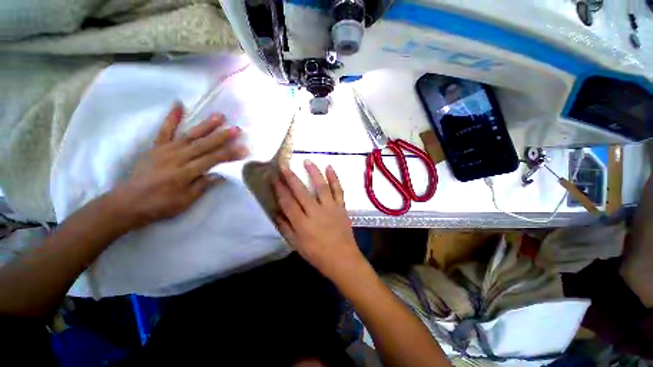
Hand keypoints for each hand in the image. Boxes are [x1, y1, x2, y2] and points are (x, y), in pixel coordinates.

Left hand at [111, 103, 247, 228]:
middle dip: (222, 136)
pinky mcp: (156, 147)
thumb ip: (203, 186)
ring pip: (189, 135)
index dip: (230, 154)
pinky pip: (164, 130)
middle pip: (204, 145)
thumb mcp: (185, 201)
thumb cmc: (159, 205)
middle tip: (237, 129)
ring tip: (219, 116)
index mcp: (185, 172)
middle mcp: (177, 158)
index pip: (213, 160)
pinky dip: (171, 117)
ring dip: (205, 125)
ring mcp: (165, 150)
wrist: (127, 203)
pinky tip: (178, 105)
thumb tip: (220, 175)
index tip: (244, 150)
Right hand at [273, 160, 363, 280]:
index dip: (279, 189)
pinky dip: (334, 178)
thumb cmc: (317, 254)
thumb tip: (275, 212)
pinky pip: (338, 190)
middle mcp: (316, 212)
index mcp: (302, 224)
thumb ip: (285, 227)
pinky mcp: (341, 207)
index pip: (287, 202)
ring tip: (307, 161)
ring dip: (313, 172)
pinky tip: (330, 167)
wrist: (343, 259)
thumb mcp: (297, 245)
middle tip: (283, 165)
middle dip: (291, 177)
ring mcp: (330, 208)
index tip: (272, 177)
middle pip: (301, 192)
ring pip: (321, 186)